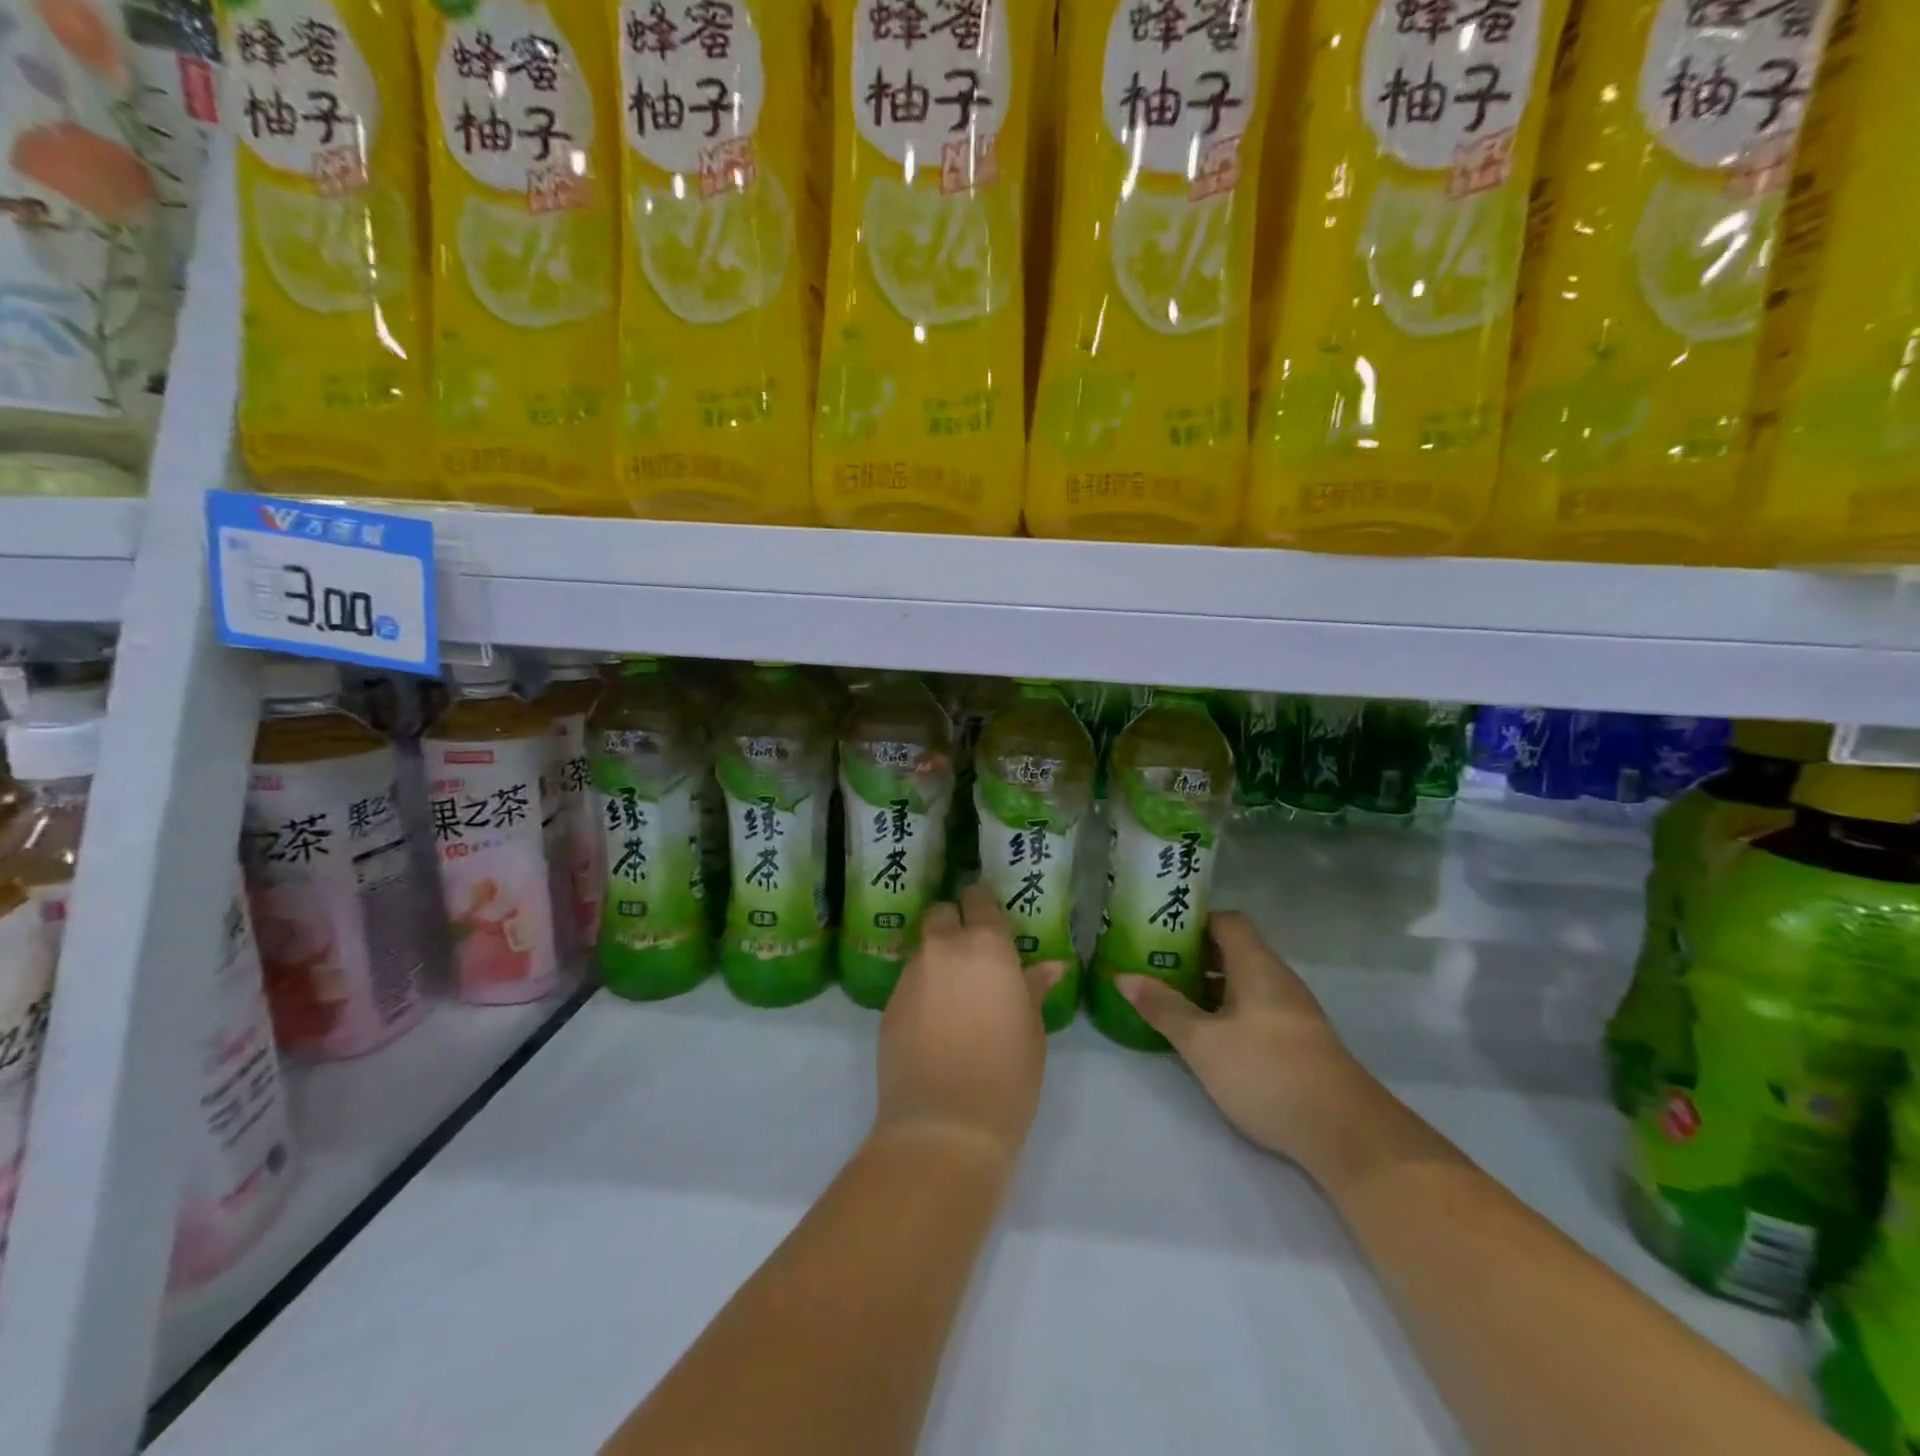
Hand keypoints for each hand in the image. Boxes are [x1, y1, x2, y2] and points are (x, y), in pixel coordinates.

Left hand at [872, 884, 1065, 1177]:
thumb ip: (1033, 988)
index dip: (982, 903)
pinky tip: (934, 1024)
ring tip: (954, 996)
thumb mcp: (1032, 1029)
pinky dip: (921, 991)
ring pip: (923, 950)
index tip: (989, 916)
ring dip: (937, 960)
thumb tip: (1050, 967)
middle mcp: (943, 949)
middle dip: (953, 924)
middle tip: (971, 954)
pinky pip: (908, 983)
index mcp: (986, 946)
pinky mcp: (888, 1004)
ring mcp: (911, 975)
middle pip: (941, 914)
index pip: (978, 899)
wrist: (945, 1125)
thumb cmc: (1007, 1075)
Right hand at [1117, 912, 1376, 1172]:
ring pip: (1244, 982)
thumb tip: (1122, 976)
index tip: (1159, 933)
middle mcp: (1278, 979)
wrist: (1346, 1134)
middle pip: (1234, 950)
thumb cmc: (1267, 1072)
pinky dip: (1228, 1010)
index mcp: (1257, 966)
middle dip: (1193, 956)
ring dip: (1209, 986)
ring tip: (1172, 1000)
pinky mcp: (1299, 1041)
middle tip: (1155, 967)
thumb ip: (1163, 1007)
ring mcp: (1293, 1011)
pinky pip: (1256, 1008)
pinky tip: (1208, 1036)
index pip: (1227, 921)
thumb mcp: (1202, 1042)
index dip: (1194, 922)